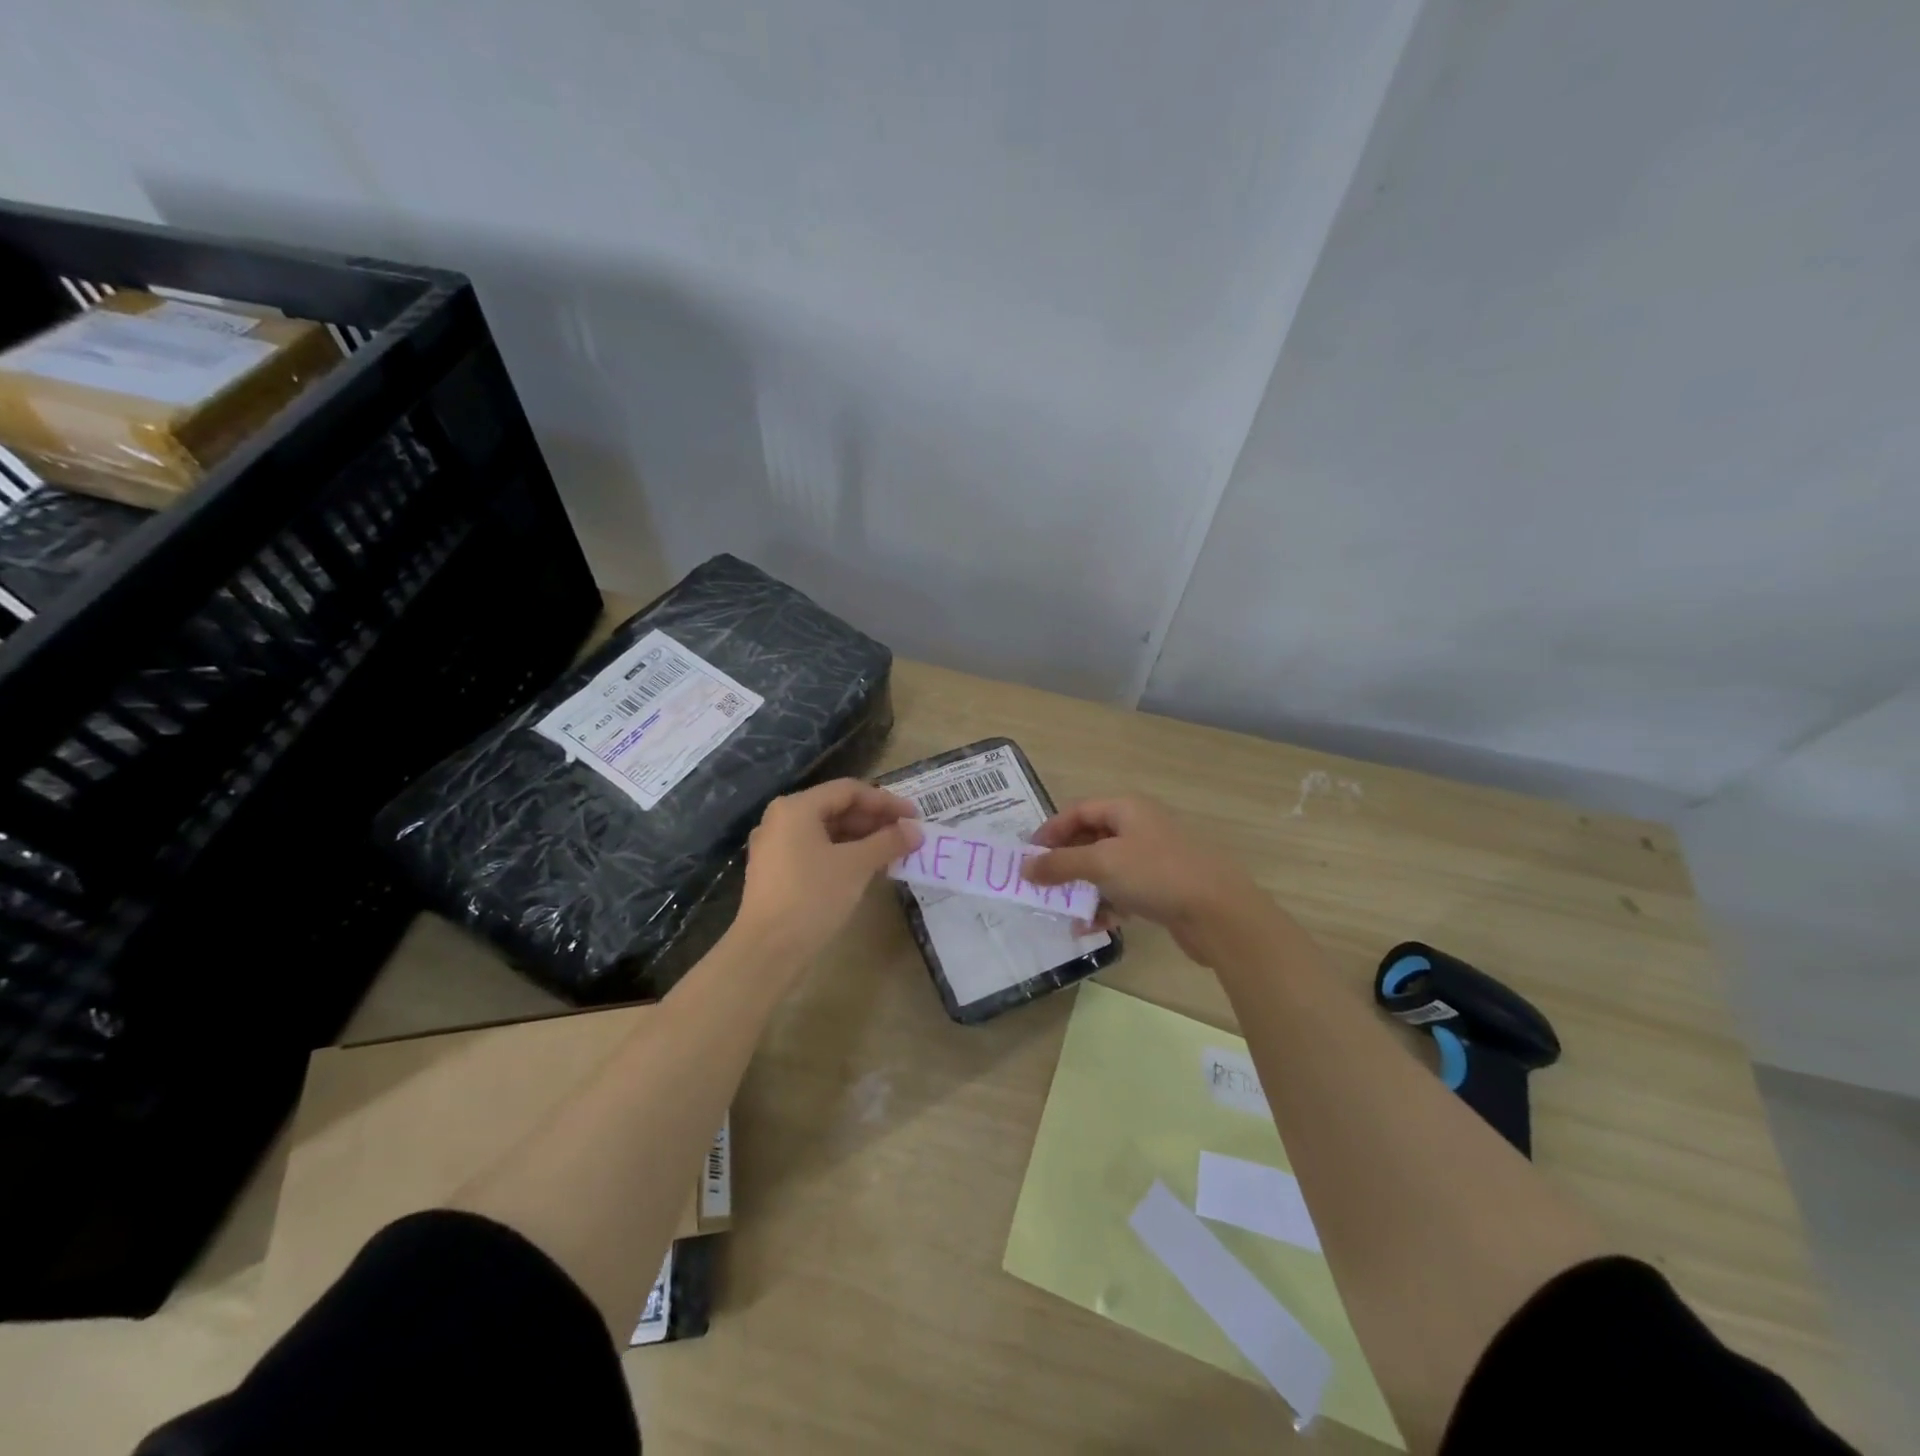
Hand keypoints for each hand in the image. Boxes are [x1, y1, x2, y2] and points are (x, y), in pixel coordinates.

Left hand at [734, 779, 921, 972]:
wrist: (768, 950)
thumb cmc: (813, 897)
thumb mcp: (857, 865)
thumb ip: (888, 841)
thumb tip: (916, 830)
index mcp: (796, 807)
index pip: (849, 790)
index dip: (885, 801)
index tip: (914, 817)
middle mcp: (781, 819)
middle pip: (836, 808)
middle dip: (874, 821)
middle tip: (907, 836)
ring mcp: (775, 846)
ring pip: (827, 831)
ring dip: (862, 839)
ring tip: (893, 853)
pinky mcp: (776, 872)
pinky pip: (816, 850)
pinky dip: (843, 854)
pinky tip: (867, 868)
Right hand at [1021, 796, 1270, 963]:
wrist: (1219, 913)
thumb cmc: (1156, 874)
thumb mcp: (1102, 863)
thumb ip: (1060, 864)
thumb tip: (1025, 867)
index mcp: (1127, 809)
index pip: (1078, 811)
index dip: (1050, 831)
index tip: (1028, 856)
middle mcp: (1139, 827)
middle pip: (1090, 839)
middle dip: (1064, 863)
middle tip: (1040, 885)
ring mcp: (1152, 858)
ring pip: (1105, 869)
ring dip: (1083, 889)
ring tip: (1063, 910)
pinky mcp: (1161, 888)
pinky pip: (1123, 891)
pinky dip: (1105, 906)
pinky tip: (1092, 927)